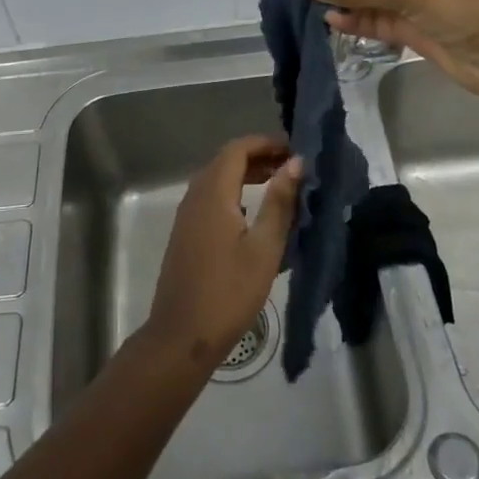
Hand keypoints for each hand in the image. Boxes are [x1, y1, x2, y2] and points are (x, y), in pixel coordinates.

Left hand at [143, 136, 302, 372]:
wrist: (183, 334)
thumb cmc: (229, 291)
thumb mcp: (264, 247)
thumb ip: (279, 202)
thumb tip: (295, 163)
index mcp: (213, 193)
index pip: (238, 149)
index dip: (266, 143)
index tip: (295, 149)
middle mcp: (195, 196)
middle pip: (226, 161)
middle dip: (259, 157)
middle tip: (293, 168)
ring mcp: (187, 215)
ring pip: (217, 179)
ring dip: (247, 175)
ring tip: (280, 186)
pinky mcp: (186, 233)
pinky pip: (211, 198)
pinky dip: (234, 193)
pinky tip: (255, 213)